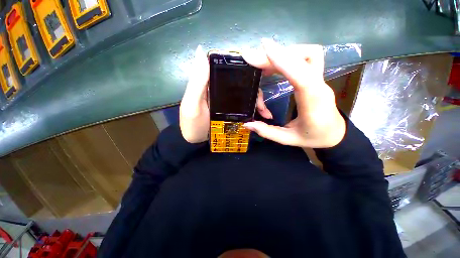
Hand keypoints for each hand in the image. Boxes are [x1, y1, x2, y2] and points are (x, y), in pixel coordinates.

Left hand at [179, 45, 272, 142]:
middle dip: (255, 90)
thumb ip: (197, 82)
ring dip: (257, 101)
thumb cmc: (192, 124)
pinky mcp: (231, 111)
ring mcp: (228, 101)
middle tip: (262, 102)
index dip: (245, 68)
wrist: (196, 143)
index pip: (229, 69)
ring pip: (246, 95)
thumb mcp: (192, 104)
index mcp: (211, 83)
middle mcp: (221, 89)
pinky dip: (254, 110)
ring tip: (265, 112)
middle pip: (242, 83)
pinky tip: (262, 116)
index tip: (259, 73)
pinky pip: (245, 107)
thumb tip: (201, 50)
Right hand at [241, 39, 345, 147]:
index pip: (301, 76)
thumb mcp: (288, 139)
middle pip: (303, 59)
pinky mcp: (316, 77)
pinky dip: (288, 56)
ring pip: (307, 53)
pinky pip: (305, 58)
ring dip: (283, 53)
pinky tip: (274, 65)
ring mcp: (319, 79)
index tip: (264, 47)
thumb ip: (267, 132)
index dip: (284, 60)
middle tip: (252, 58)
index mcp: (313, 104)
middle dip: (275, 55)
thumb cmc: (313, 137)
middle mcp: (319, 86)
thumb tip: (247, 124)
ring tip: (262, 63)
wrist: (334, 133)